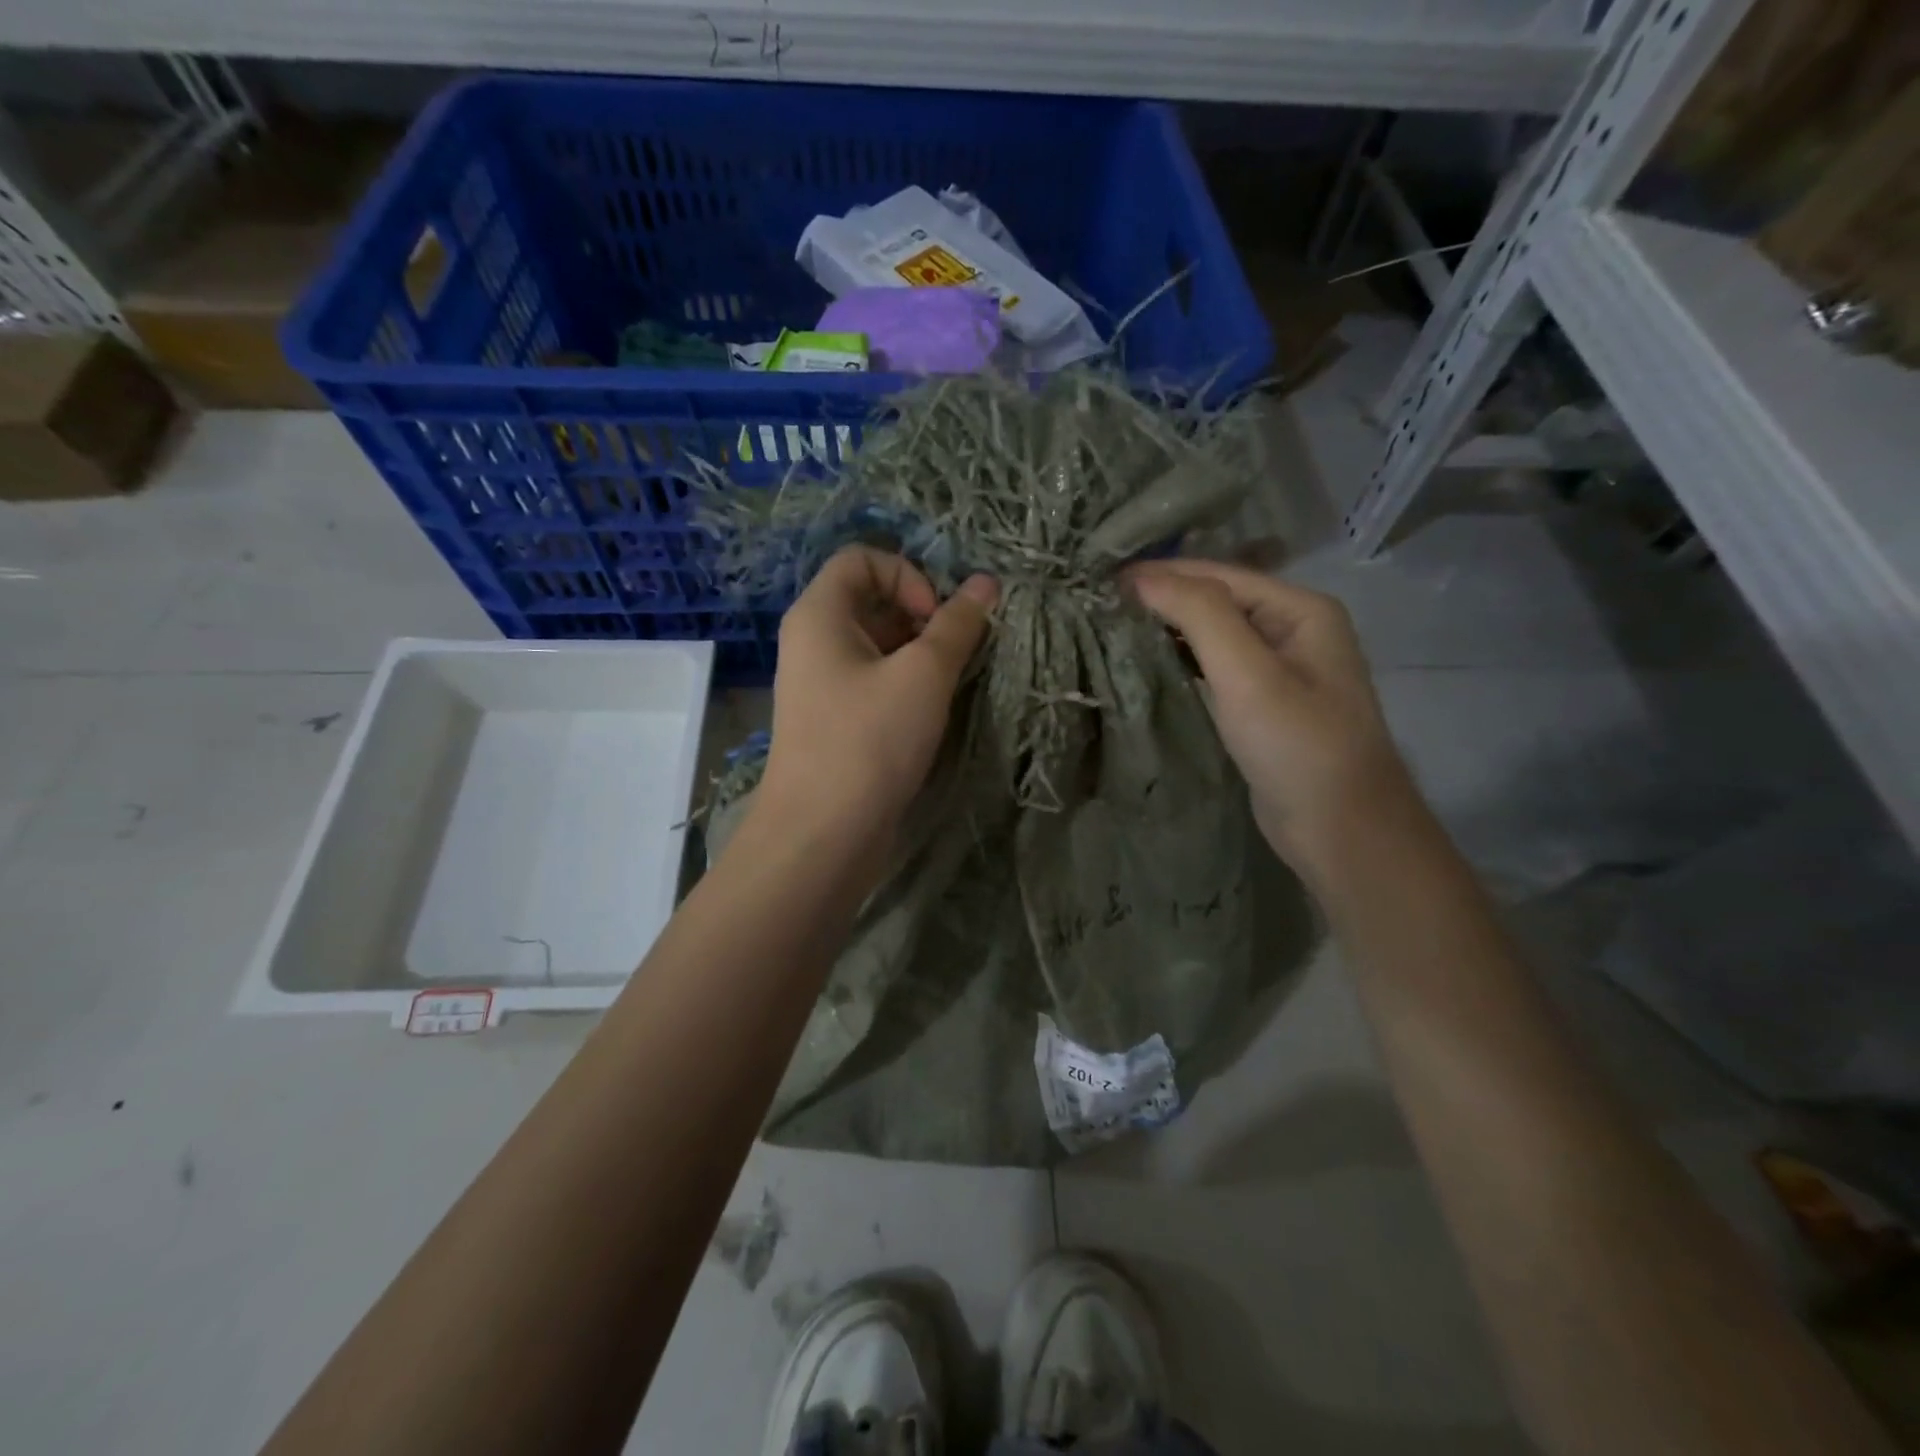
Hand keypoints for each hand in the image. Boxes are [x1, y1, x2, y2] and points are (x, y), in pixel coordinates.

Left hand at [758, 545, 997, 844]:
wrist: (822, 836)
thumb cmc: (869, 741)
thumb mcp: (922, 675)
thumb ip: (957, 625)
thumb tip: (987, 584)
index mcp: (819, 614)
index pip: (862, 558)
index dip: (908, 574)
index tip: (937, 618)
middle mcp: (813, 641)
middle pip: (871, 600)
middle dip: (922, 616)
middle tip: (957, 651)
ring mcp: (821, 684)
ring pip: (877, 645)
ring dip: (921, 653)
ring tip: (953, 682)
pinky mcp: (836, 721)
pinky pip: (874, 681)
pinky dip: (907, 684)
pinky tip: (935, 710)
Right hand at [1125, 558, 1418, 872]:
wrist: (1342, 831)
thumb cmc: (1298, 747)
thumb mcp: (1248, 673)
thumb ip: (1199, 615)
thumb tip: (1140, 578)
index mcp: (1301, 609)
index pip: (1219, 575)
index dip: (1160, 575)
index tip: (1100, 583)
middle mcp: (1293, 629)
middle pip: (1216, 600)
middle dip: (1161, 599)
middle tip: (1099, 606)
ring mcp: (1280, 669)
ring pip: (1213, 635)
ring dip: (1167, 630)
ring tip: (1112, 629)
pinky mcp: (1263, 704)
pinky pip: (1215, 668)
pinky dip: (1181, 661)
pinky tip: (1147, 665)